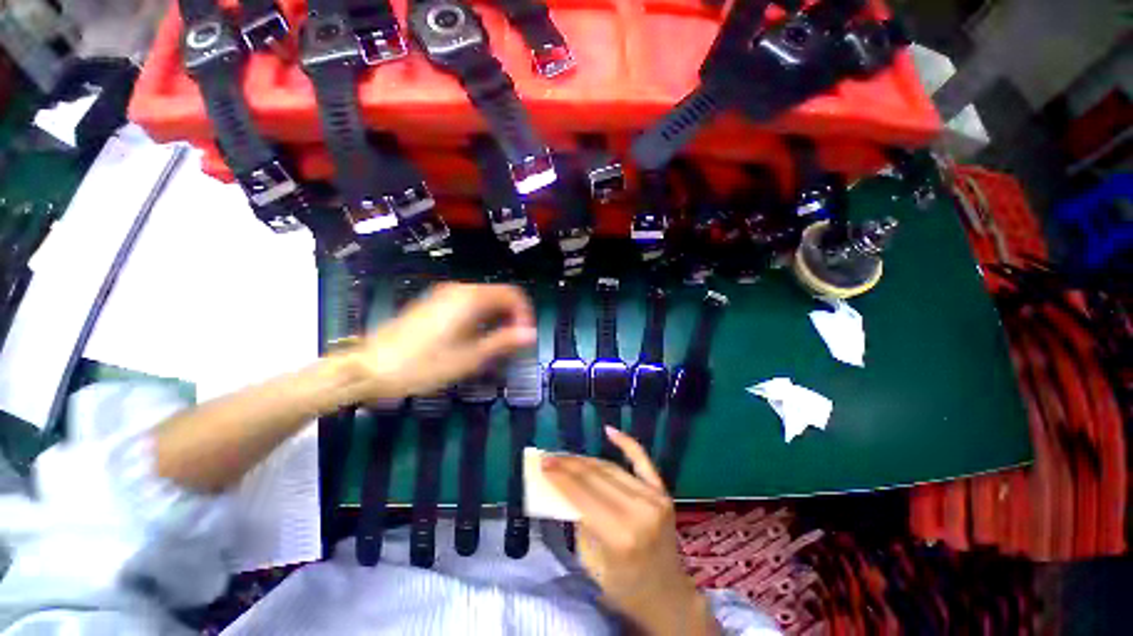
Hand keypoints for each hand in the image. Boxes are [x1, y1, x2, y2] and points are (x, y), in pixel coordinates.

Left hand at [341, 282, 535, 400]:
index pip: (512, 294)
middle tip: (512, 345)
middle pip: (499, 296)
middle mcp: (459, 290)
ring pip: (484, 300)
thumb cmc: (423, 365)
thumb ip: (503, 341)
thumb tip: (531, 334)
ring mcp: (444, 295)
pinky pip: (468, 304)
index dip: (524, 314)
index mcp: (470, 299)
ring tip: (494, 345)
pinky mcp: (434, 303)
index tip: (525, 337)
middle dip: (511, 317)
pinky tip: (473, 339)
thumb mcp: (469, 357)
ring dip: (497, 318)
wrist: (370, 367)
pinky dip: (480, 318)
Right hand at [543, 428, 717, 635]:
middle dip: (568, 464)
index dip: (559, 476)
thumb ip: (579, 521)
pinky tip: (610, 431)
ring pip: (611, 468)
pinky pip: (642, 461)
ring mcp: (654, 498)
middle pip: (595, 477)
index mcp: (619, 535)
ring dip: (585, 459)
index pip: (582, 494)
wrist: (668, 595)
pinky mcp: (662, 492)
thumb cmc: (624, 587)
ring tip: (566, 456)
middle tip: (549, 457)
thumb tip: (564, 489)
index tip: (542, 463)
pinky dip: (626, 443)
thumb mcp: (591, 562)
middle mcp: (638, 511)